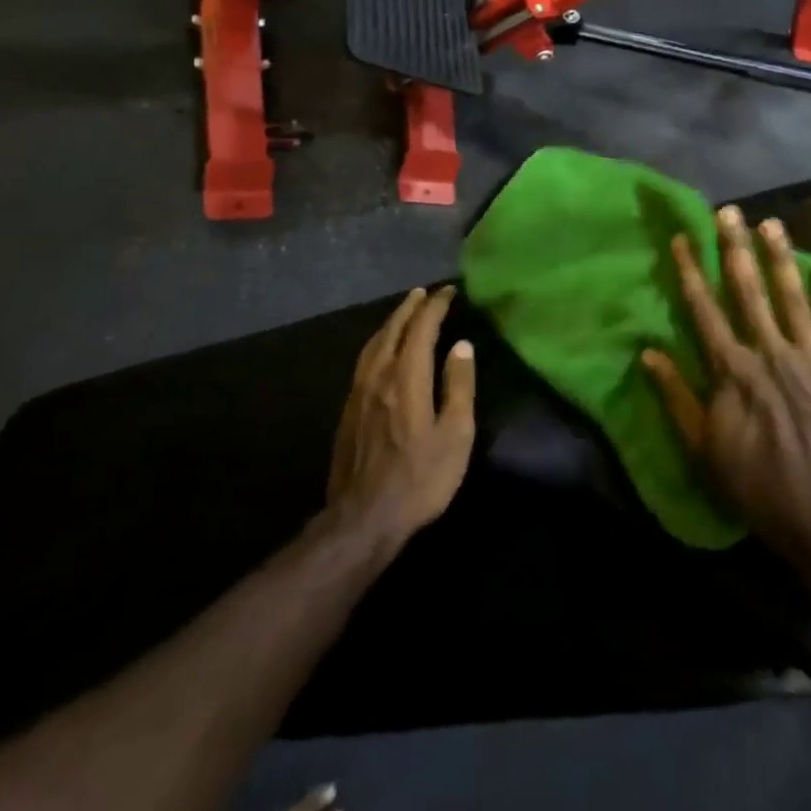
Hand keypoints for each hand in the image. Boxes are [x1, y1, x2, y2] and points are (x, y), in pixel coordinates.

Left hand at [327, 286, 476, 552]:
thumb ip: (459, 386)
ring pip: (374, 343)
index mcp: (407, 377)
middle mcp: (379, 375)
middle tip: (424, 292)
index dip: (435, 306)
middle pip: (393, 329)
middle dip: (410, 307)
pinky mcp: (348, 409)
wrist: (363, 518)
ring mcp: (359, 391)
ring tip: (404, 311)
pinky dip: (378, 342)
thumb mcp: (455, 435)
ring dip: (391, 322)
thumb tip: (462, 345)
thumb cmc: (420, 478)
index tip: (448, 292)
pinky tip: (382, 349)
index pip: (421, 328)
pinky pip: (364, 359)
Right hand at [641, 207, 810, 582]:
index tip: (683, 237)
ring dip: (781, 258)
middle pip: (748, 291)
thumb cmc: (759, 488)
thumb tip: (647, 353)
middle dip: (735, 248)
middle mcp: (770, 353)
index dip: (691, 270)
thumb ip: (676, 397)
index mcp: (733, 370)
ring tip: (771, 224)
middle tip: (729, 211)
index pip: (705, 309)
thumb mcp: (704, 449)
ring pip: (793, 298)